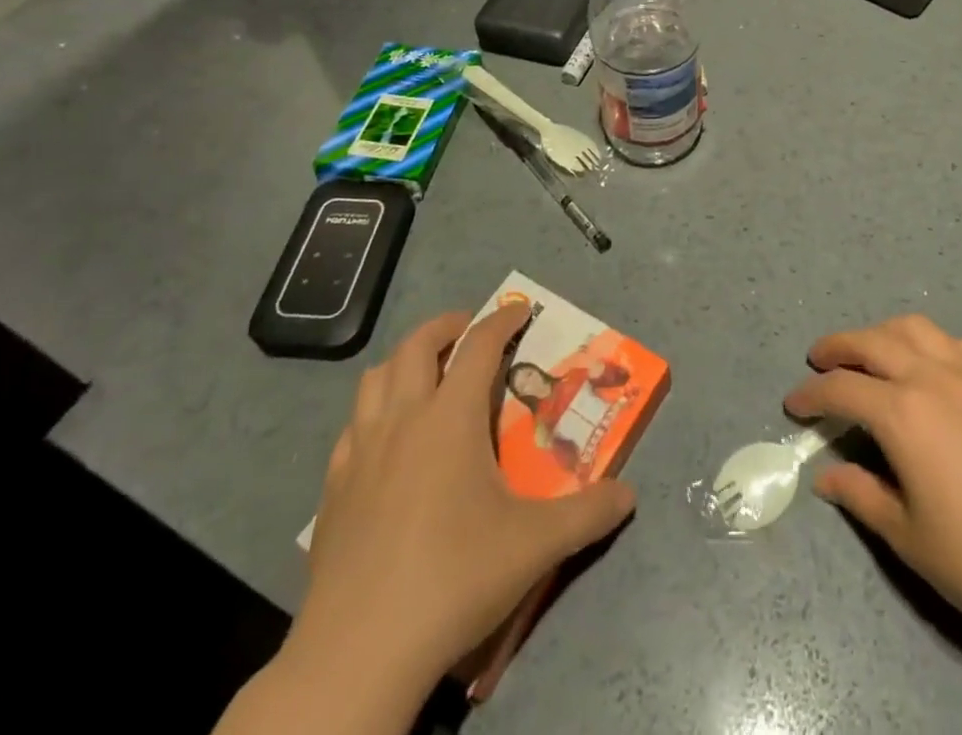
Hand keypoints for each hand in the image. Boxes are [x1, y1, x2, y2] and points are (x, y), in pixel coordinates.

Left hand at [291, 305, 636, 705]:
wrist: (359, 652)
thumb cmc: (454, 578)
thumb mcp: (535, 546)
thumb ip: (588, 514)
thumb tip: (628, 495)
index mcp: (450, 418)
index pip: (479, 346)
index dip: (502, 320)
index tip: (520, 309)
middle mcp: (402, 419)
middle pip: (417, 345)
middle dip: (447, 325)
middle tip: (470, 330)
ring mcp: (360, 452)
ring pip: (375, 378)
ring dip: (404, 361)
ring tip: (427, 374)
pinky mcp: (333, 488)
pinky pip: (352, 426)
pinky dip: (373, 411)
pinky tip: (387, 440)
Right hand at [785, 314, 961, 658]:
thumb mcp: (908, 537)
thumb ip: (861, 495)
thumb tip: (826, 476)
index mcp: (903, 414)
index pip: (841, 390)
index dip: (811, 395)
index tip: (793, 404)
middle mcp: (934, 379)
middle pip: (873, 342)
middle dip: (837, 347)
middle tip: (818, 360)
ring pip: (917, 329)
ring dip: (884, 333)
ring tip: (871, 352)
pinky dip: (935, 345)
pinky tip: (935, 365)